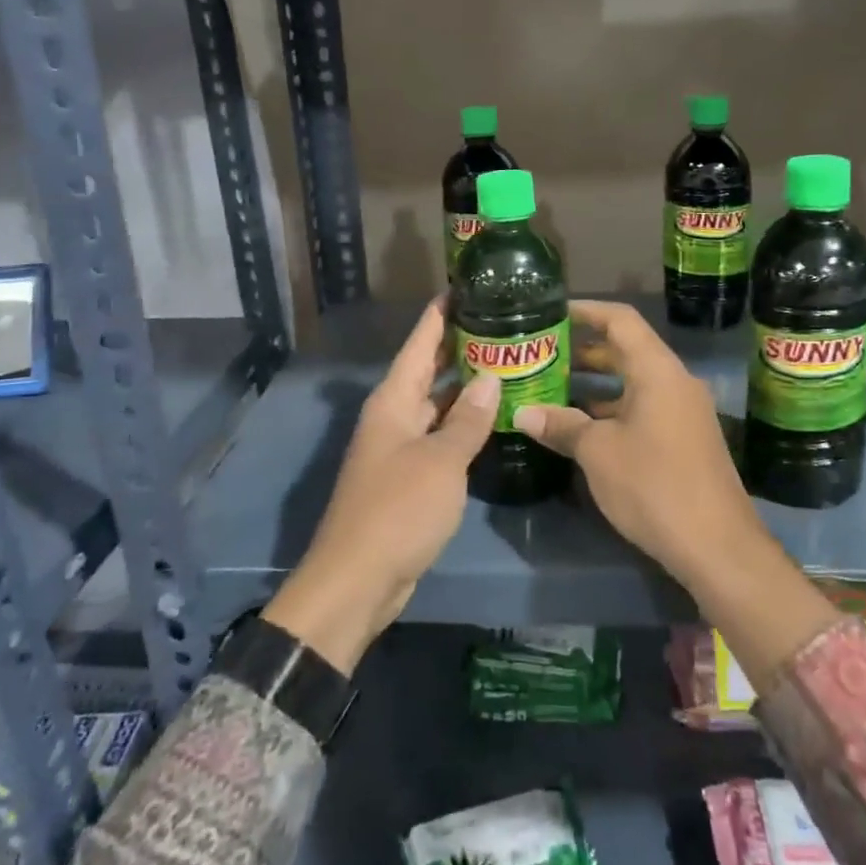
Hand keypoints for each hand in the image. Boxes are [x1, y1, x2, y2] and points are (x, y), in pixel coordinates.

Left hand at [263, 301, 499, 673]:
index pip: (420, 342)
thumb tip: (491, 378)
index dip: (441, 313)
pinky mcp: (410, 475)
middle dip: (461, 345)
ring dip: (467, 386)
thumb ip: (468, 420)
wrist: (358, 580)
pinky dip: (464, 423)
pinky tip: (493, 418)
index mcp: (393, 400)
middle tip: (502, 322)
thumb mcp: (441, 461)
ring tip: (507, 363)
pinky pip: (441, 435)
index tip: (467, 285)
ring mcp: (401, 446)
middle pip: (429, 369)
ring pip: (438, 403)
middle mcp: (394, 415)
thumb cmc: (398, 510)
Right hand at [511, 300, 762, 597]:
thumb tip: (523, 413)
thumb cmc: (654, 485)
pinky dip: (613, 406)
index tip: (552, 311)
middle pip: (628, 348)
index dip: (586, 310)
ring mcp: (683, 411)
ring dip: (598, 380)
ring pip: (635, 380)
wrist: (717, 547)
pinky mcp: (685, 438)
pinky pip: (644, 405)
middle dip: (585, 347)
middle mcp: (675, 382)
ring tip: (554, 383)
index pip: (621, 319)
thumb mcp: (598, 453)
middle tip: (544, 349)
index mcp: (658, 371)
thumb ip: (561, 425)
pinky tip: (582, 423)